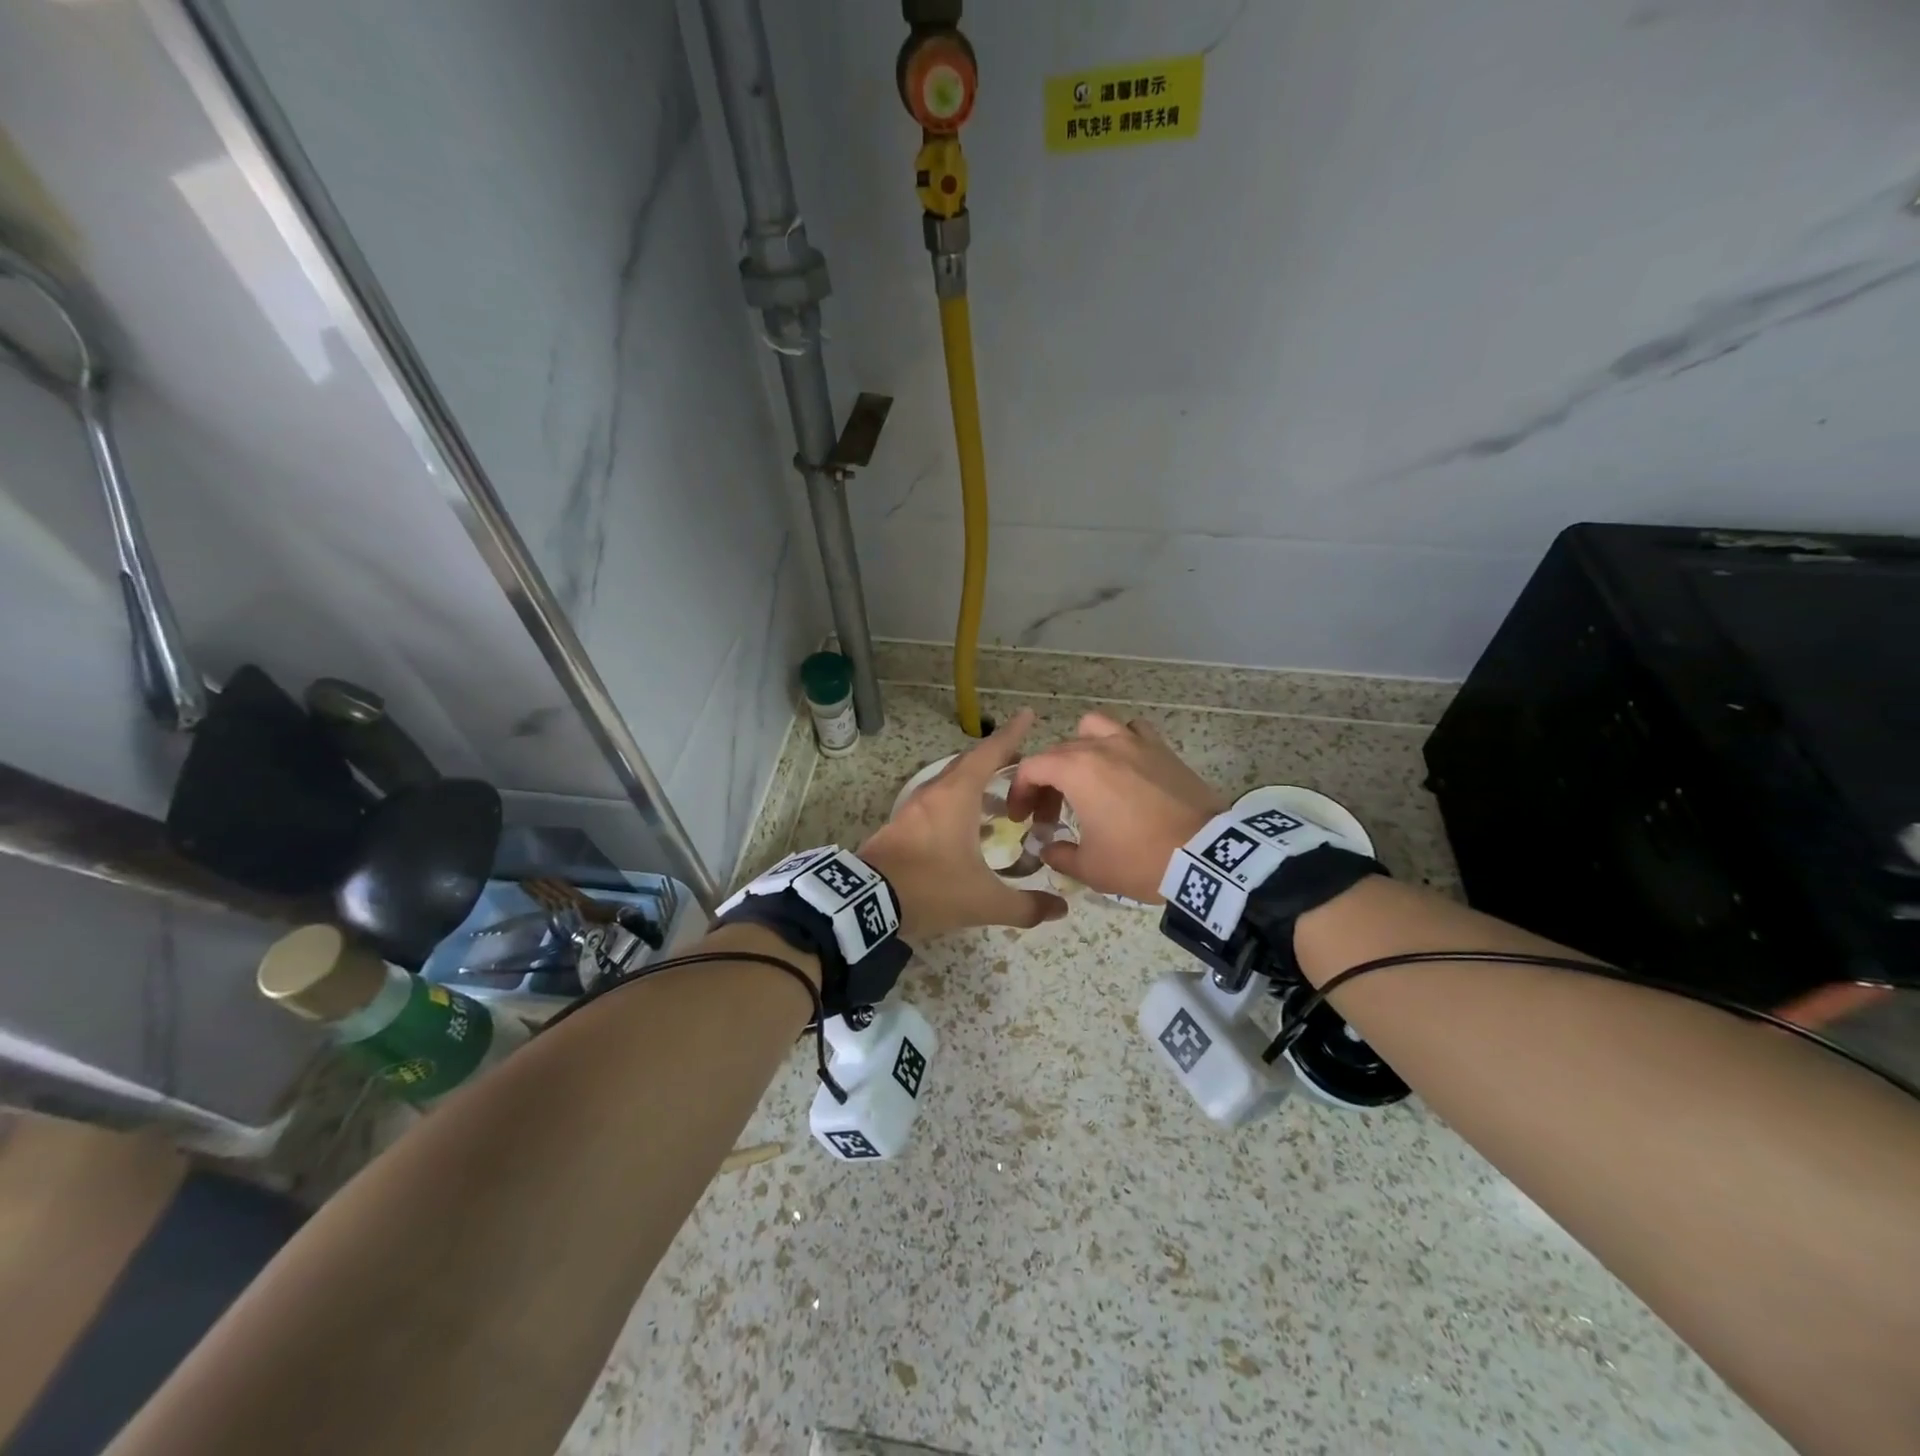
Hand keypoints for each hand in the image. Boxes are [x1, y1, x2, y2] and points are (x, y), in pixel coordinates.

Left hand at [857, 709, 1069, 941]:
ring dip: (976, 784)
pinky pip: (937, 803)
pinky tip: (969, 829)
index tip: (1027, 715)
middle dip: (996, 758)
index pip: (990, 754)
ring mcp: (913, 809)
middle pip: (969, 764)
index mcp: (957, 796)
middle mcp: (935, 793)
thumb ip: (1025, 907)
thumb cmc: (930, 888)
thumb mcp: (984, 902)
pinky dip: (958, 804)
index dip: (1011, 734)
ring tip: (1000, 801)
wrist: (865, 903)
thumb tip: (1060, 910)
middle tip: (1021, 761)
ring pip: (950, 784)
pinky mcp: (900, 826)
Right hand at [1008, 712, 1226, 902]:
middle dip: (1047, 780)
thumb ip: (1060, 855)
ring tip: (1085, 776)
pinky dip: (1121, 742)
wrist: (1206, 855)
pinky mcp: (1162, 750)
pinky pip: (1133, 731)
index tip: (1022, 819)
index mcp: (1076, 769)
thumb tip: (1049, 849)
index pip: (1031, 768)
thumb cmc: (1140, 859)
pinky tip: (1125, 768)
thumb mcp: (1090, 867)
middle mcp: (1102, 746)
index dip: (1020, 792)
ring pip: (1094, 727)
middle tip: (1051, 814)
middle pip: (1059, 752)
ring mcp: (1135, 743)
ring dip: (1081, 748)